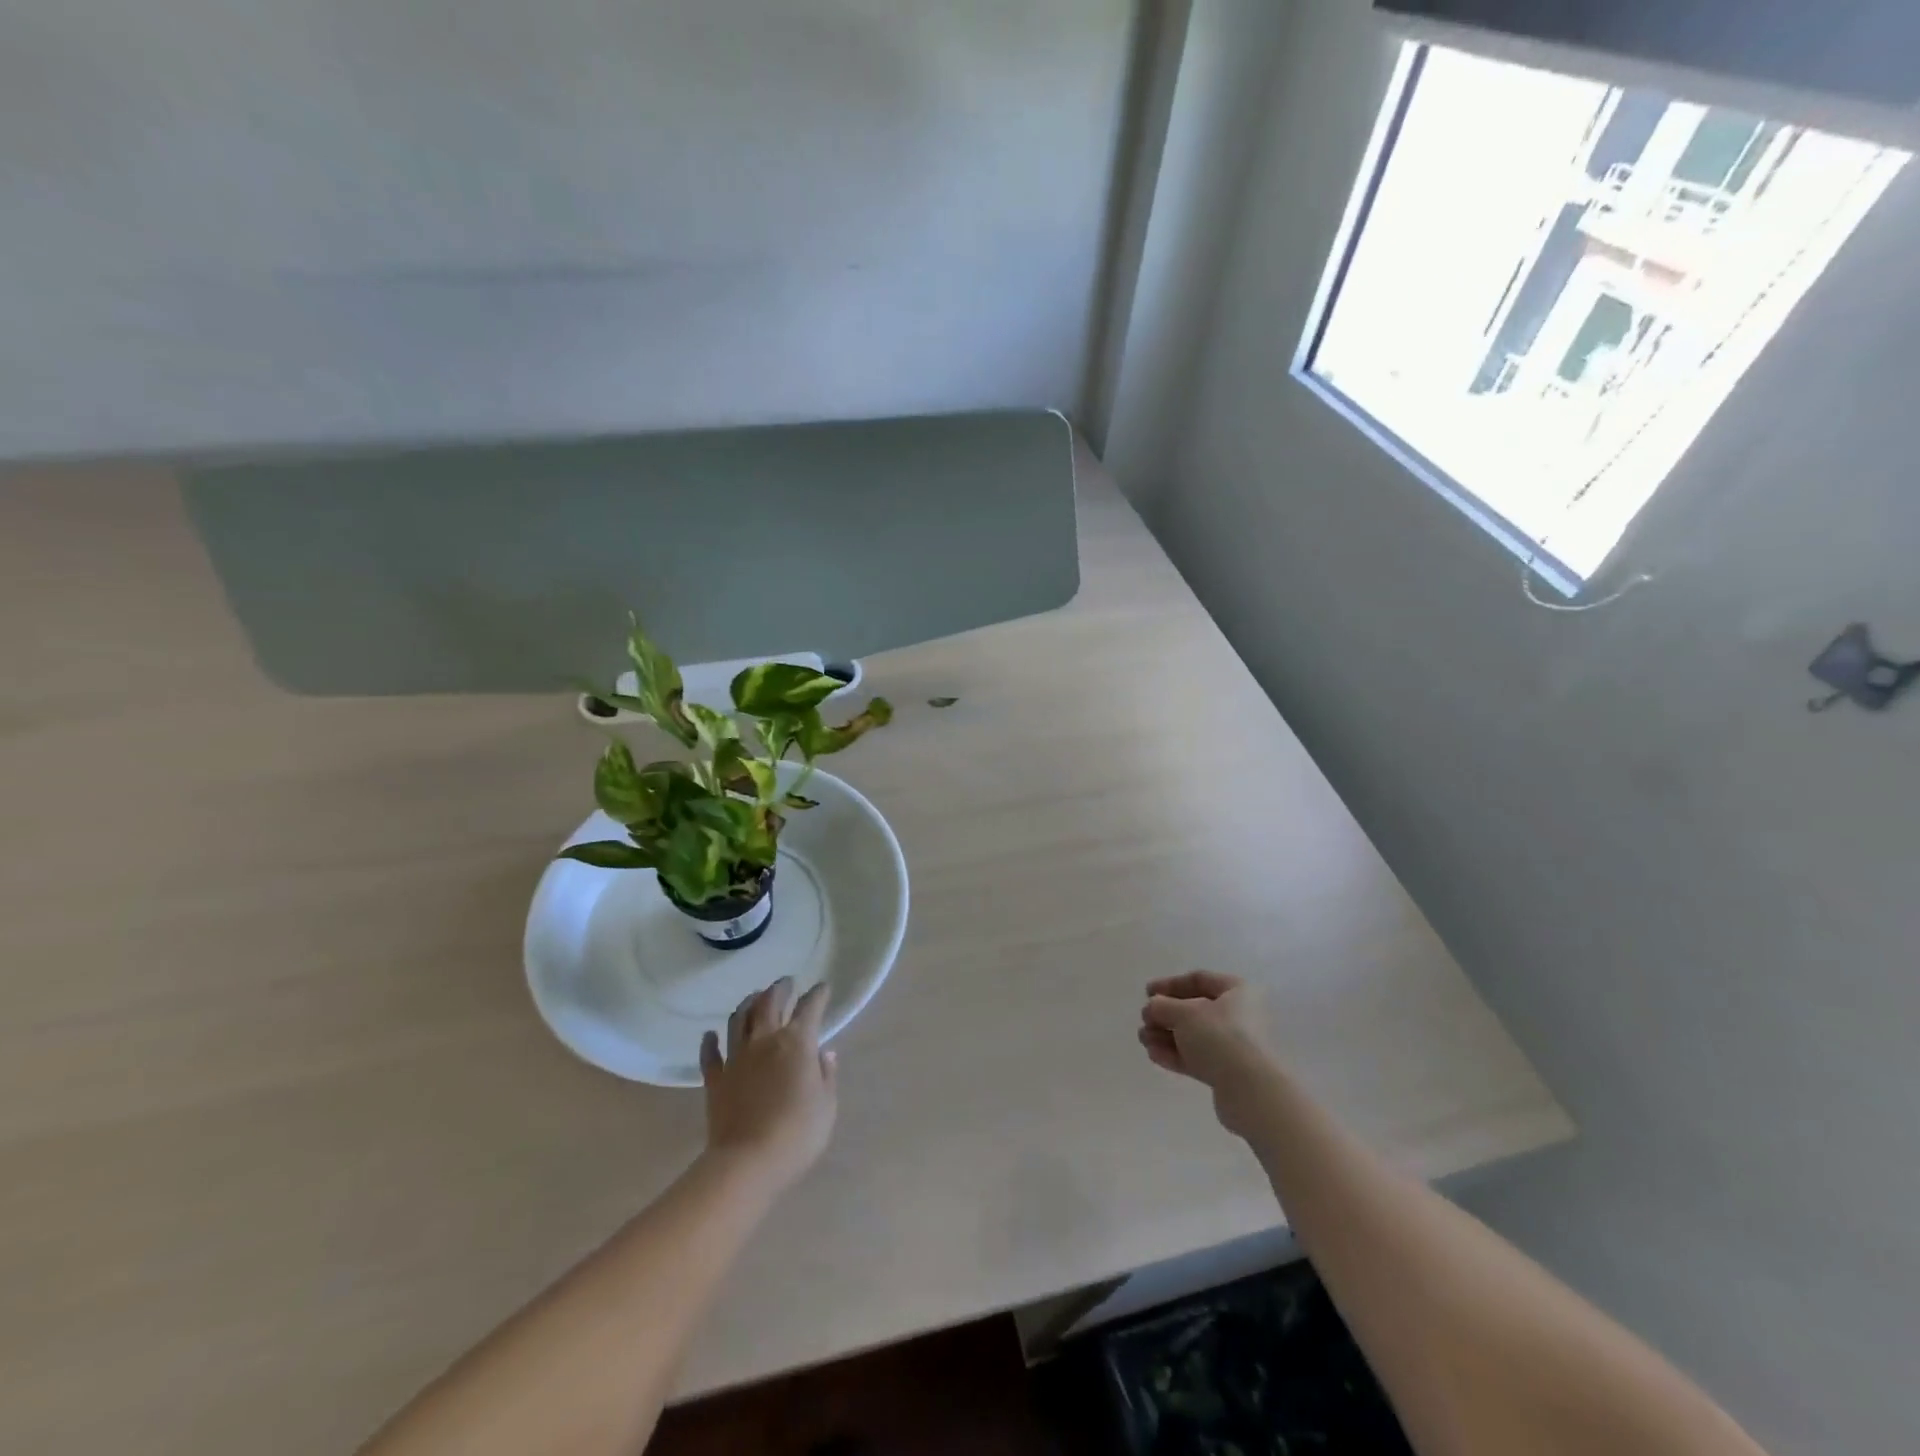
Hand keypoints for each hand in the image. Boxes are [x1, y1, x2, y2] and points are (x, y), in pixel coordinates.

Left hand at [700, 978, 838, 1193]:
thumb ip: (826, 1075)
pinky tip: (709, 1035)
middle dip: (780, 988)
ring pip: (739, 1019)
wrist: (747, 1163)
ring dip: (748, 1003)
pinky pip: (710, 1055)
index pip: (810, 1008)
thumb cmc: (797, 1134)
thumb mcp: (827, 1106)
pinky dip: (709, 1042)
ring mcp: (737, 1058)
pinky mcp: (715, 1079)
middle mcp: (765, 1040)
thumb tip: (824, 1054)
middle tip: (786, 982)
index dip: (817, 994)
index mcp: (797, 1043)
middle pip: (770, 1003)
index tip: (823, 987)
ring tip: (754, 996)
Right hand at [1138, 971, 1277, 1136]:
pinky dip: (1175, 1054)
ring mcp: (1235, 1046)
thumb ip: (1162, 1006)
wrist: (1250, 1090)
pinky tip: (1154, 1055)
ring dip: (1166, 1036)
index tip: (1147, 993)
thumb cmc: (1219, 1036)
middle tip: (1145, 1020)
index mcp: (1237, 992)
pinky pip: (1198, 1058)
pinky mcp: (1229, 1073)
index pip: (1199, 980)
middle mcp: (1240, 1016)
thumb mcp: (1184, 1013)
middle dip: (1166, 1015)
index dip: (1170, 984)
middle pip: (1195, 1010)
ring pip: (1194, 1036)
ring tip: (1144, 1040)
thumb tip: (1153, 1007)